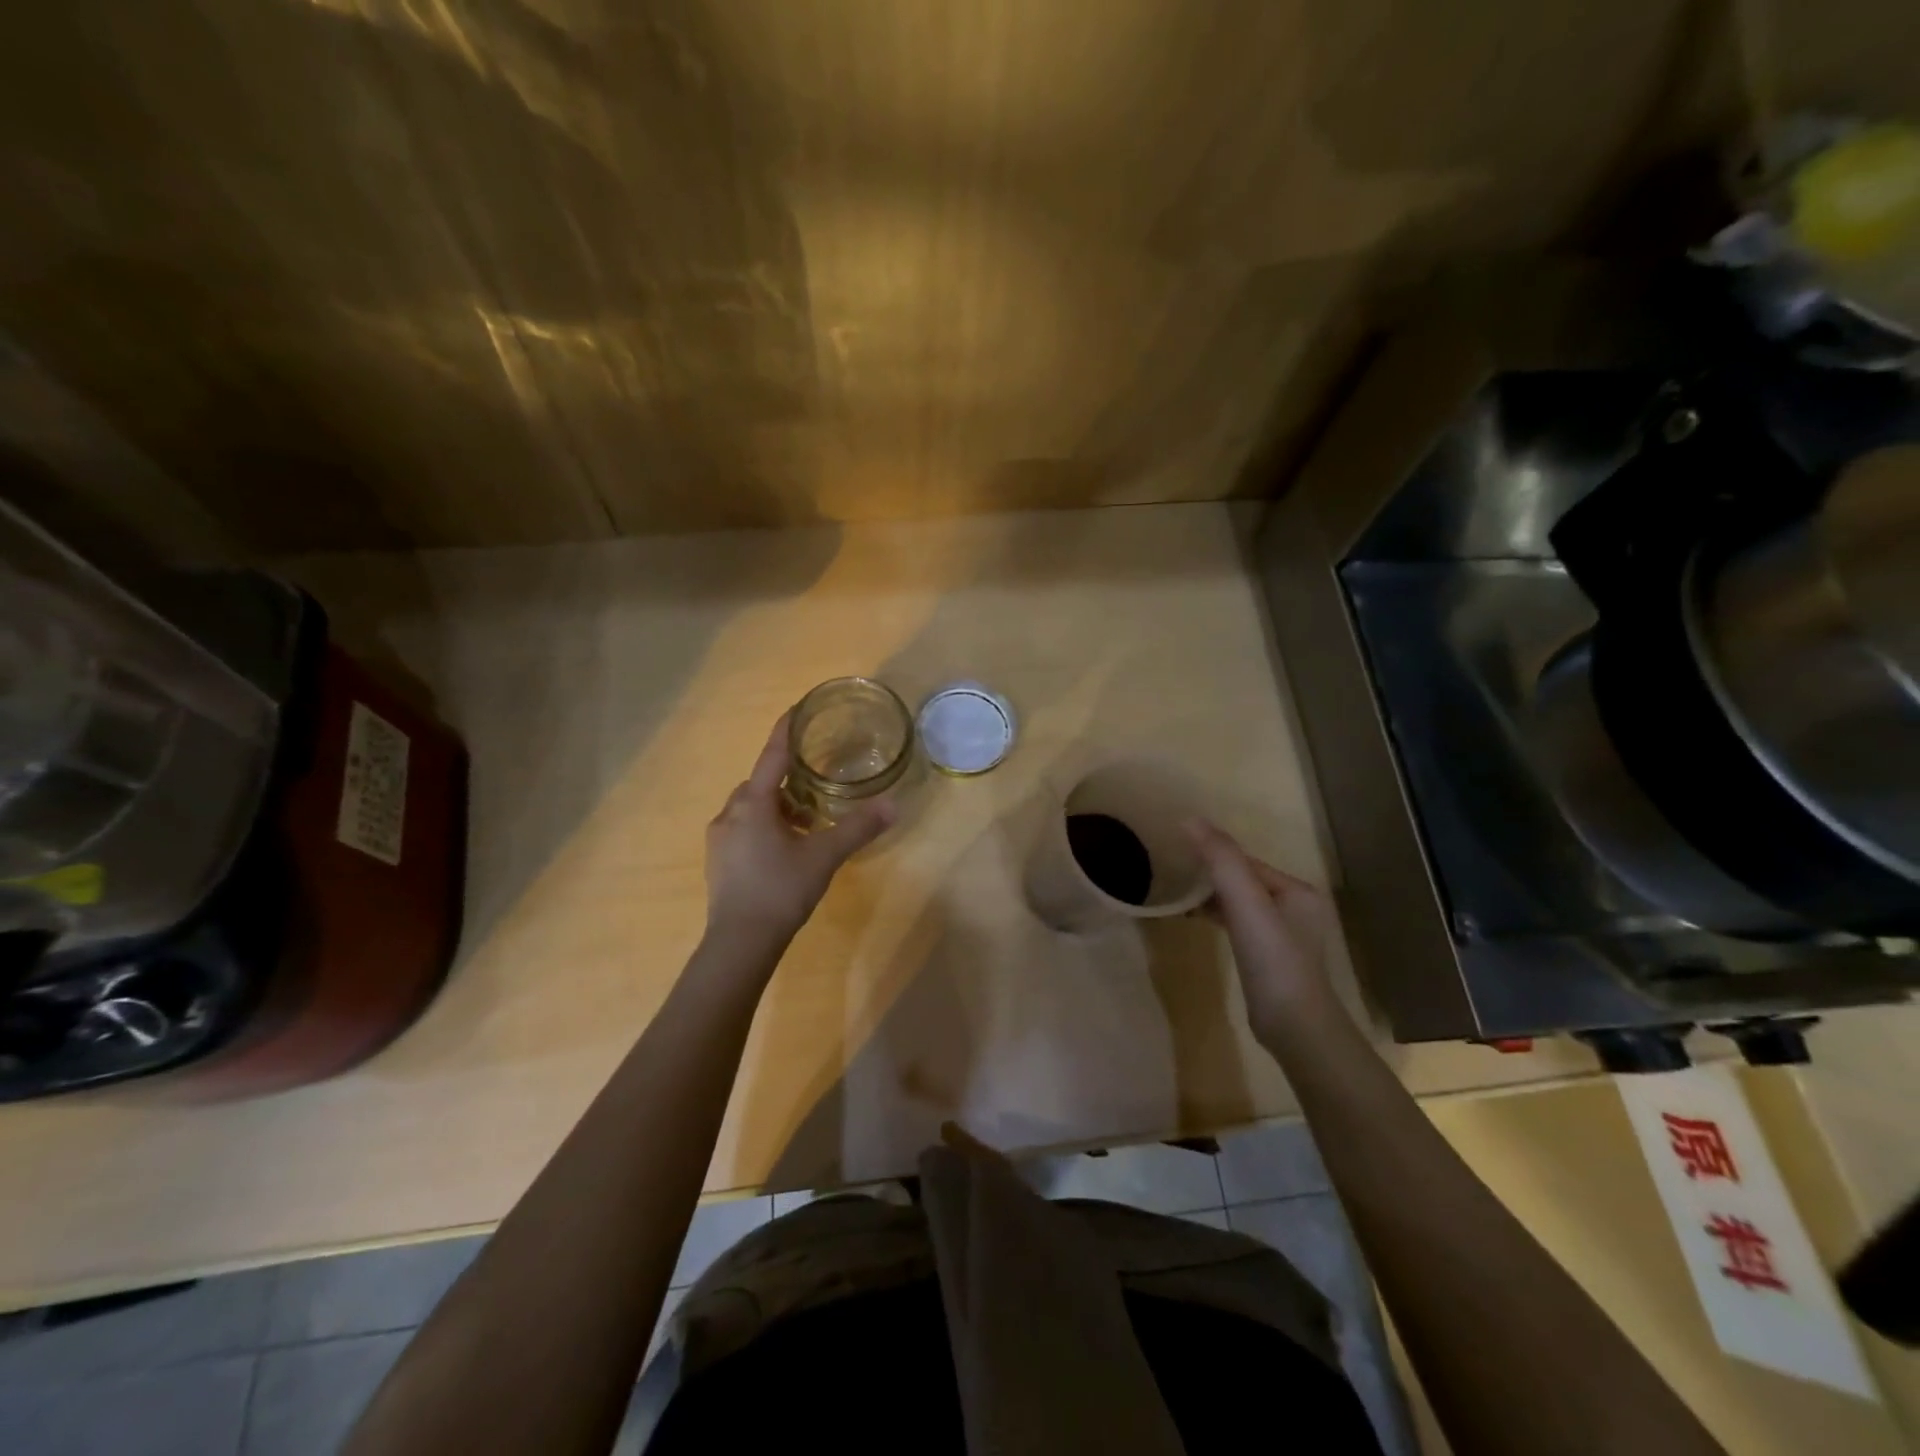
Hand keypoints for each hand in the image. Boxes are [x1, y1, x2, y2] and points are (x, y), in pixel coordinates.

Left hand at [704, 713, 895, 942]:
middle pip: (760, 783)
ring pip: (750, 808)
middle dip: (786, 779)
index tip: (797, 708)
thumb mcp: (825, 856)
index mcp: (754, 803)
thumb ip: (858, 828)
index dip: (786, 730)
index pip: (772, 755)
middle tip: (815, 786)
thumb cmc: (780, 890)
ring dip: (776, 807)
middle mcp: (731, 813)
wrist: (740, 942)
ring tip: (806, 822)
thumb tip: (893, 805)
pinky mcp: (718, 861)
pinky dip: (764, 827)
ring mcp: (720, 838)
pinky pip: (743, 829)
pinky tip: (784, 849)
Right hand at [1185, 819, 1340, 1045]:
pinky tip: (1196, 920)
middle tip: (1172, 872)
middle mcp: (1296, 907)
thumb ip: (1221, 859)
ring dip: (1211, 896)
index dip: (1213, 854)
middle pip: (1243, 880)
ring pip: (1240, 903)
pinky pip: (1239, 924)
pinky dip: (1218, 917)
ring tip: (1178, 894)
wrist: (1294, 1027)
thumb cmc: (1273, 959)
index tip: (1177, 851)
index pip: (1247, 862)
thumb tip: (1189, 819)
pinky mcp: (1271, 958)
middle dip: (1210, 875)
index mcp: (1297, 890)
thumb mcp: (1245, 903)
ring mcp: (1284, 935)